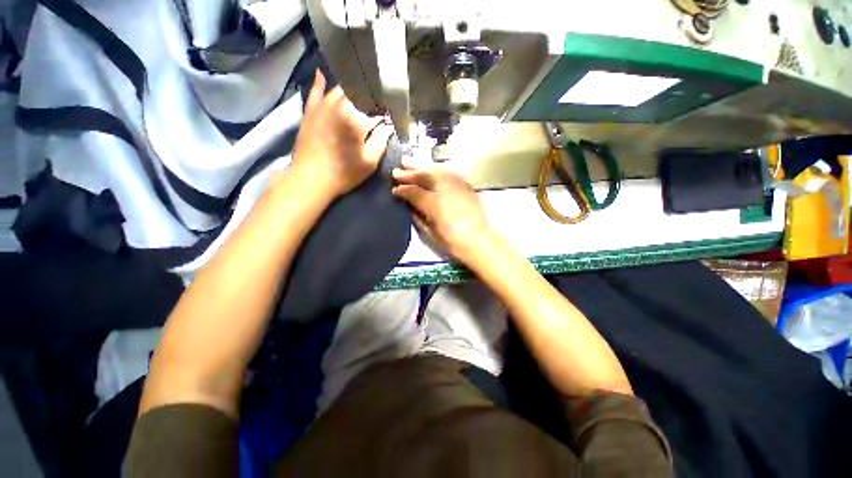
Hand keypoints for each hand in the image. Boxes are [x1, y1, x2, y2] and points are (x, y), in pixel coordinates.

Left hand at [289, 70, 393, 198]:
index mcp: (357, 118)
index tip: (391, 120)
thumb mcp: (369, 161)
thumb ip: (381, 140)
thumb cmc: (344, 172)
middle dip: (371, 100)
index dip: (386, 116)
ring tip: (362, 92)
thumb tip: (388, 126)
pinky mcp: (310, 111)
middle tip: (378, 108)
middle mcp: (340, 105)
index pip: (377, 111)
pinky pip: (315, 92)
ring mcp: (322, 106)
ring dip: (353, 91)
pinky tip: (322, 74)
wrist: (310, 179)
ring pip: (340, 89)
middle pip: (359, 94)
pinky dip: (320, 83)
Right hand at [392, 168, 491, 259]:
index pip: (413, 191)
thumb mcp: (430, 231)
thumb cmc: (452, 240)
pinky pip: (448, 173)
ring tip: (410, 163)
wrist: (478, 241)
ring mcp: (457, 185)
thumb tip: (408, 204)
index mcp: (433, 203)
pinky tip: (431, 171)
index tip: (393, 189)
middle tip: (396, 170)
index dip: (402, 189)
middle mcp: (445, 189)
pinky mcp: (466, 185)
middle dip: (409, 173)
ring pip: (436, 171)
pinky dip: (437, 170)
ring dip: (422, 167)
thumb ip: (417, 215)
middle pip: (424, 176)